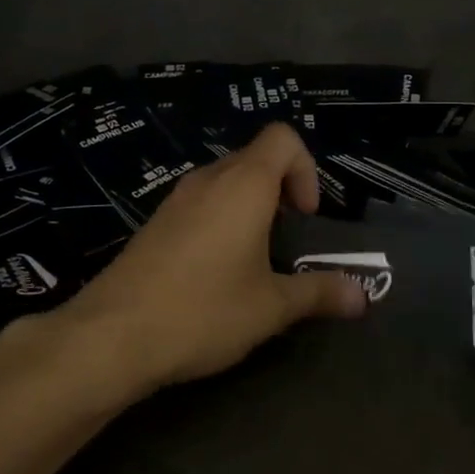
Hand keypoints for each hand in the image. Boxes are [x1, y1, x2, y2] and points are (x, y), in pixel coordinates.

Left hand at [66, 124, 367, 392]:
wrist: (111, 335)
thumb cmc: (203, 310)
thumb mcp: (270, 307)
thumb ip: (318, 293)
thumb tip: (363, 295)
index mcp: (243, 184)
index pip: (283, 138)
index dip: (305, 169)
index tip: (305, 217)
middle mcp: (208, 179)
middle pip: (255, 157)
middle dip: (281, 189)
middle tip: (288, 239)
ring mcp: (176, 198)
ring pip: (225, 180)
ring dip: (250, 205)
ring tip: (255, 256)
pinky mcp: (155, 222)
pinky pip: (200, 202)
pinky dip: (220, 218)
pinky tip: (216, 270)